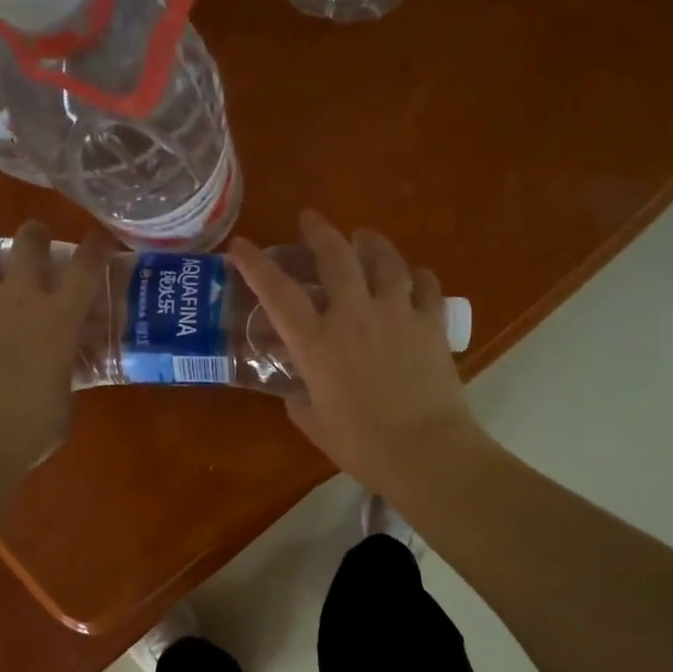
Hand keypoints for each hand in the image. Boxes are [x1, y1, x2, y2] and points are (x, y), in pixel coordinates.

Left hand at [0, 221, 106, 475]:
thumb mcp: (65, 397)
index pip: (86, 268)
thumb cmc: (33, 427)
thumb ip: (63, 372)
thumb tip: (58, 370)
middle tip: (33, 238)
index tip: (98, 239)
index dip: (95, 248)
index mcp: (59, 317)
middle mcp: (20, 297)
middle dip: (33, 234)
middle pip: (28, 243)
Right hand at [229, 211, 486, 501]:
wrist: (426, 452)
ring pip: (384, 260)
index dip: (255, 264)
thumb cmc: (362, 445)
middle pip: (335, 256)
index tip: (241, 246)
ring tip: (365, 237)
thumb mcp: (314, 422)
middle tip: (311, 219)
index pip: (277, 292)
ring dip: (371, 242)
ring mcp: (397, 314)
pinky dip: (417, 276)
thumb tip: (297, 385)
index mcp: (317, 342)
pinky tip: (414, 276)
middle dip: (319, 231)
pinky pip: (426, 285)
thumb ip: (299, 397)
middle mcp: (354, 315)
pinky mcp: (431, 323)